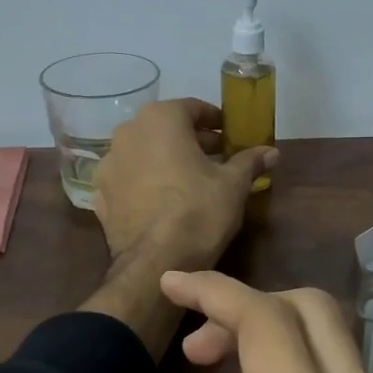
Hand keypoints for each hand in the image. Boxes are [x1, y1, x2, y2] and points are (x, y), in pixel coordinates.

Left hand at [92, 99, 275, 269]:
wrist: (154, 263)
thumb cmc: (199, 211)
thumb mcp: (233, 185)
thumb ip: (250, 161)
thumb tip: (272, 151)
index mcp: (160, 119)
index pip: (193, 108)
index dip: (215, 121)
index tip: (230, 136)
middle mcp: (127, 132)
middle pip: (165, 128)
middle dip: (191, 140)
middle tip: (217, 158)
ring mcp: (108, 164)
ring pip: (144, 153)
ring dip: (166, 160)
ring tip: (190, 180)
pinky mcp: (100, 194)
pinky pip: (129, 179)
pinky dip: (146, 183)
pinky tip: (164, 201)